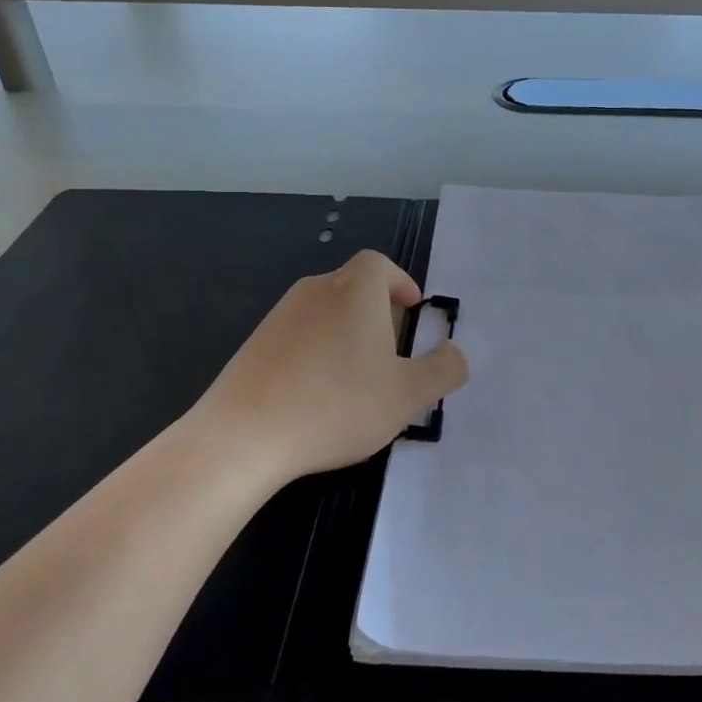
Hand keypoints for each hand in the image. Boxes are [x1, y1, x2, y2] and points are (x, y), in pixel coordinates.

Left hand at [189, 251, 468, 489]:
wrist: (243, 436)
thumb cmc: (336, 405)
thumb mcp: (407, 395)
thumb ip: (443, 370)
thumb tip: (457, 354)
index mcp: (355, 290)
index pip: (380, 264)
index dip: (400, 282)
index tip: (412, 310)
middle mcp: (316, 290)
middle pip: (352, 285)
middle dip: (377, 310)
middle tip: (392, 350)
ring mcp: (279, 316)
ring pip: (324, 311)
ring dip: (346, 332)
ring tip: (357, 377)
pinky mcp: (253, 344)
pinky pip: (297, 335)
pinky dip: (315, 351)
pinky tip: (316, 395)